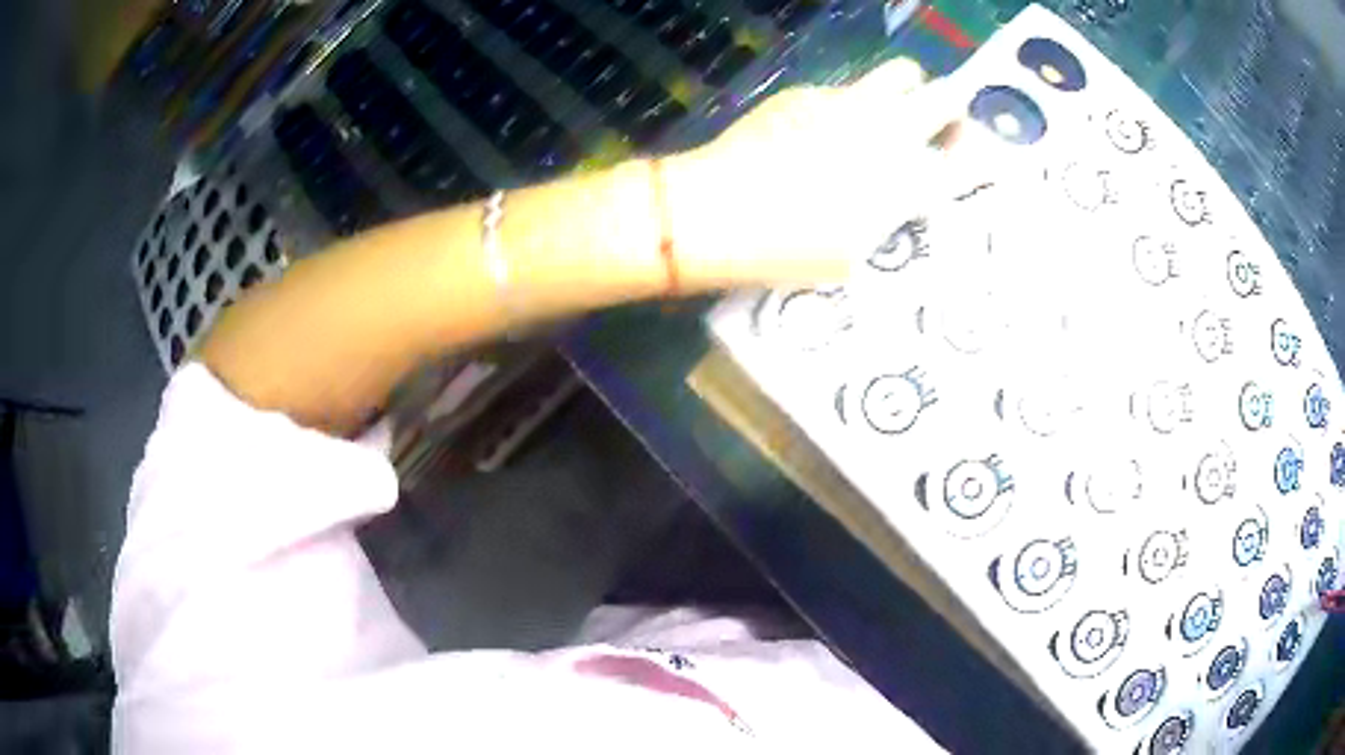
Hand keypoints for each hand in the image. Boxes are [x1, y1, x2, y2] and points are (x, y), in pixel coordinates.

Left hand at [664, 58, 963, 286]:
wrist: (716, 212)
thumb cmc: (787, 250)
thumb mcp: (854, 255)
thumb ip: (891, 216)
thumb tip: (904, 194)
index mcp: (907, 178)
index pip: (970, 158)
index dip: (979, 158)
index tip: (973, 164)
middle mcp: (889, 129)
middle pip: (947, 95)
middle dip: (951, 110)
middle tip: (939, 128)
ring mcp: (847, 102)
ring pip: (900, 73)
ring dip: (907, 92)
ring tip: (886, 118)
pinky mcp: (806, 92)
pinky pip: (845, 88)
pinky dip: (849, 105)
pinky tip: (820, 133)